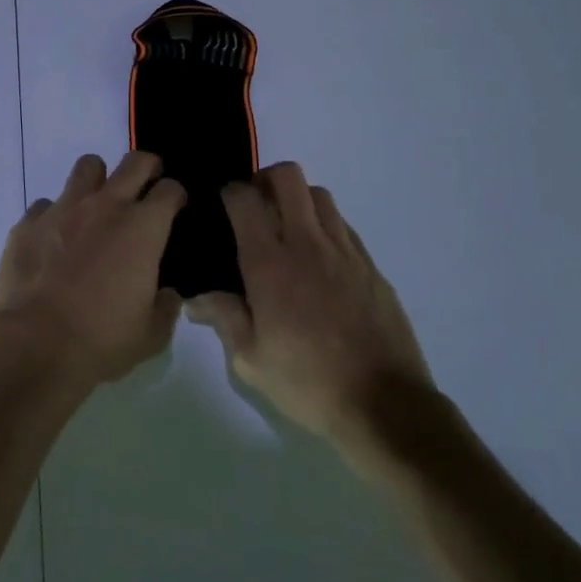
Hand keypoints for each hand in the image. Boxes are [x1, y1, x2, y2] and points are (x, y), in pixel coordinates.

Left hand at [0, 152, 187, 383]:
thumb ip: (166, 308)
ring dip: (97, 180)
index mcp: (143, 227)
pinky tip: (54, 239)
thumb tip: (167, 295)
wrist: (34, 344)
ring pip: (87, 167)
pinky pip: (46, 204)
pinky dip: (54, 216)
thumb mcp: (151, 335)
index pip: (170, 190)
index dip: (175, 195)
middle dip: (146, 168)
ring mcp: (63, 209)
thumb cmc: (101, 339)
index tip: (174, 207)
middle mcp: (105, 206)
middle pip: (135, 162)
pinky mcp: (28, 222)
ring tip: (96, 205)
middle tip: (146, 185)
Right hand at [186, 162, 430, 440]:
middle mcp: (306, 244)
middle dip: (266, 179)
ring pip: (319, 194)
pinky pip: (343, 225)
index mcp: (269, 264)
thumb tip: (196, 299)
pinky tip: (319, 258)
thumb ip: (224, 319)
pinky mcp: (370, 265)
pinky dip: (325, 225)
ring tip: (289, 228)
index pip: (244, 199)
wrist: (384, 404)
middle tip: (257, 206)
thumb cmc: (308, 382)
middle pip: (288, 177)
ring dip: (298, 200)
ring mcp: (344, 250)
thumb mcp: (251, 361)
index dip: (230, 192)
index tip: (223, 207)